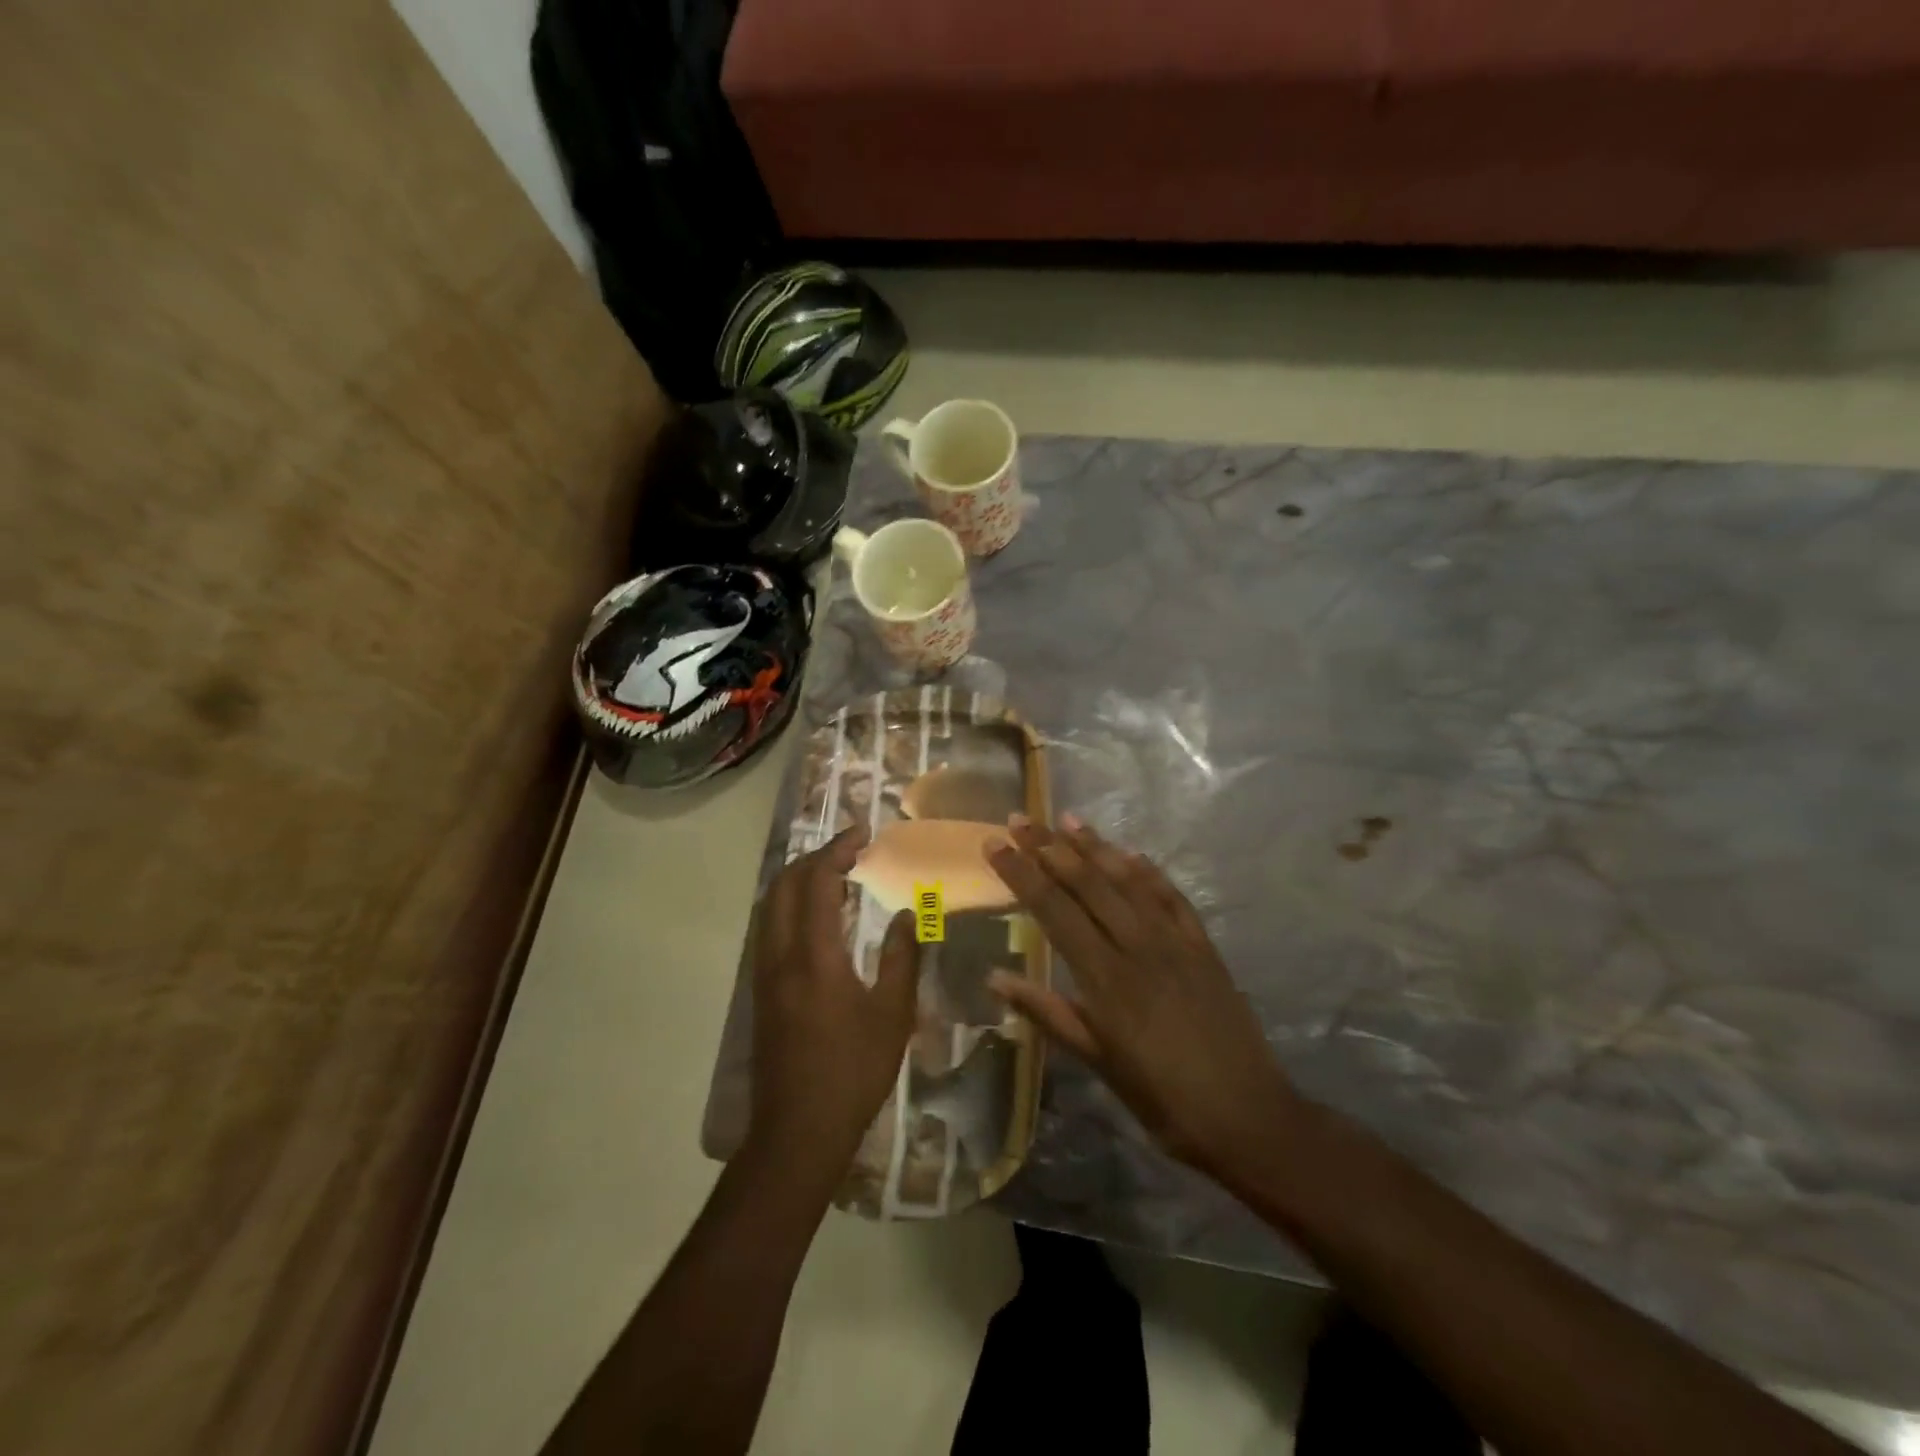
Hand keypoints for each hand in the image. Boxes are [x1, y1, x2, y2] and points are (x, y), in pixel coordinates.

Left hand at [748, 828, 917, 1183]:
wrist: (798, 1130)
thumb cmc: (853, 1071)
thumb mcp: (893, 1014)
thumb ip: (901, 956)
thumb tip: (909, 912)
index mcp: (814, 955)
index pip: (818, 882)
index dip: (838, 850)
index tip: (863, 834)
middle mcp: (780, 954)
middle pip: (784, 884)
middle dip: (815, 857)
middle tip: (850, 850)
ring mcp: (764, 972)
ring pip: (770, 905)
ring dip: (798, 879)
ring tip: (835, 874)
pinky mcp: (760, 990)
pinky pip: (769, 927)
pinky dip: (790, 904)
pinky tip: (818, 918)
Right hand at [985, 814, 1300, 1184]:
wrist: (1248, 1115)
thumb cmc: (1162, 1099)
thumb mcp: (1097, 1063)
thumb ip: (1047, 1012)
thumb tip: (994, 978)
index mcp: (1105, 977)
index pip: (1053, 910)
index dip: (1021, 874)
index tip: (995, 845)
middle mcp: (1137, 946)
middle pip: (1086, 884)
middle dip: (1048, 848)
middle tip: (1020, 819)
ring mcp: (1174, 941)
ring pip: (1127, 880)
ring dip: (1094, 847)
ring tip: (1066, 819)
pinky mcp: (1203, 945)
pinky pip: (1171, 896)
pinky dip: (1148, 871)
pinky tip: (1131, 853)